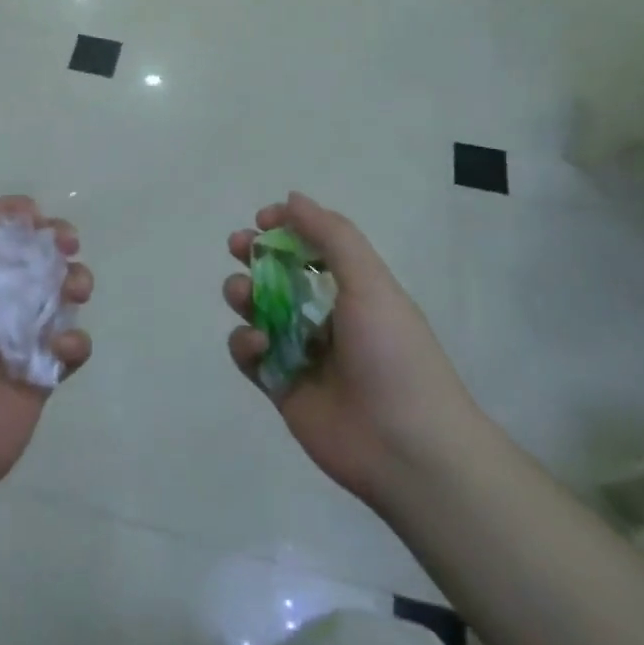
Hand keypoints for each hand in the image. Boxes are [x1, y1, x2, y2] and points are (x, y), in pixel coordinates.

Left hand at [0, 196, 92, 506]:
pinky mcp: (43, 373)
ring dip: (74, 283)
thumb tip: (2, 210)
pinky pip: (72, 345)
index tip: (40, 217)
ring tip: (75, 290)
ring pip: (60, 297)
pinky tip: (62, 348)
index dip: (20, 221)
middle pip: (35, 261)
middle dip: (56, 246)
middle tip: (68, 246)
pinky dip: (76, 340)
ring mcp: (20, 339)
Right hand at [223, 193, 480, 506]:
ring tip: (242, 294)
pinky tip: (257, 345)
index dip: (287, 228)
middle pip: (280, 275)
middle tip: (237, 246)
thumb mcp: (370, 282)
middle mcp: (326, 316)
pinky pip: (250, 355)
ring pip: (259, 311)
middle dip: (255, 255)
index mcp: (354, 289)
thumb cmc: (392, 353)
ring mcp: (302, 353)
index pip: (313, 247)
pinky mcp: (281, 387)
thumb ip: (332, 236)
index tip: (263, 219)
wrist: (406, 447)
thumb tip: (292, 198)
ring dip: (244, 293)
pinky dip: (245, 343)